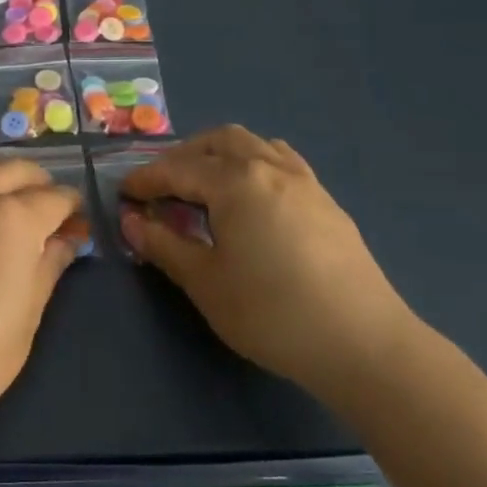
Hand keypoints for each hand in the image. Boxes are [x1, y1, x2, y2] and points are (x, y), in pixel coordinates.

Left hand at [0, 158, 82, 436]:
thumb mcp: (27, 315)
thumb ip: (48, 267)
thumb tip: (65, 241)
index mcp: (14, 218)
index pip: (55, 198)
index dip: (72, 208)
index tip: (78, 221)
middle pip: (16, 170)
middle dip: (40, 183)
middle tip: (48, 208)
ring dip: (1, 177)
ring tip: (8, 203)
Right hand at [120, 125, 417, 401]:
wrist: (363, 344)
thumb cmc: (272, 313)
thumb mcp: (206, 283)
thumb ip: (165, 246)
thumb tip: (131, 222)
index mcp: (235, 182)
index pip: (178, 170)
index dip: (146, 180)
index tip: (124, 193)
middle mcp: (269, 167)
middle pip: (218, 142)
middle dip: (183, 156)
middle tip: (162, 186)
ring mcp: (303, 181)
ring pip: (253, 144)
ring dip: (220, 154)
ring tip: (204, 183)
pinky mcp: (326, 201)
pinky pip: (281, 161)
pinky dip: (253, 163)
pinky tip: (252, 195)